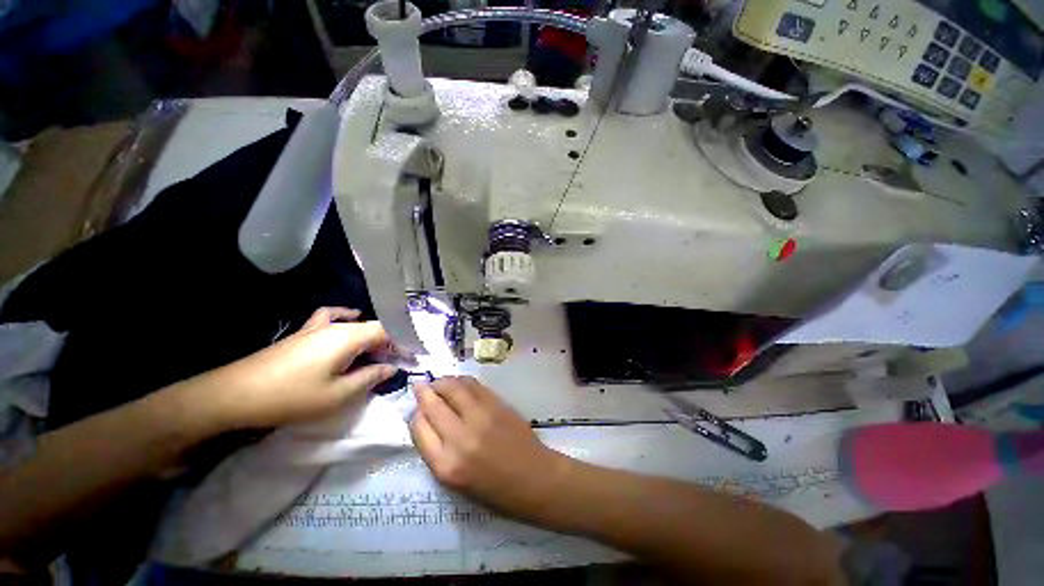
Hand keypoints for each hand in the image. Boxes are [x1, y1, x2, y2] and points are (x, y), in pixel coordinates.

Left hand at [192, 307, 398, 429]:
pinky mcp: (303, 333)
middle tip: (397, 362)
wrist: (234, 394)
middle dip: (389, 343)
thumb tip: (391, 368)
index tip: (412, 357)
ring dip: (371, 336)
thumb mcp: (338, 394)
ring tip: (378, 351)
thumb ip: (370, 377)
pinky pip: (332, 318)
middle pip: (373, 327)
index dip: (402, 343)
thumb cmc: (292, 396)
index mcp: (348, 337)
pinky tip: (348, 320)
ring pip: (356, 324)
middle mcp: (337, 326)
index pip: (387, 331)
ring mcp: (317, 327)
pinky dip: (346, 317)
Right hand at [410, 376, 572, 522]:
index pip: (419, 428)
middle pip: (433, 404)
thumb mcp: (456, 481)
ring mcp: (481, 416)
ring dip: (442, 382)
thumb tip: (427, 420)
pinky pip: (473, 385)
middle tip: (420, 386)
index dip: (415, 414)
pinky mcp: (497, 404)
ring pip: (453, 387)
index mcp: (446, 465)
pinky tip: (459, 383)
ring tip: (439, 383)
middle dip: (423, 392)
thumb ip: (438, 451)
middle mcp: (461, 437)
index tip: (416, 407)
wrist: (534, 478)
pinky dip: (461, 381)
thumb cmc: (494, 489)